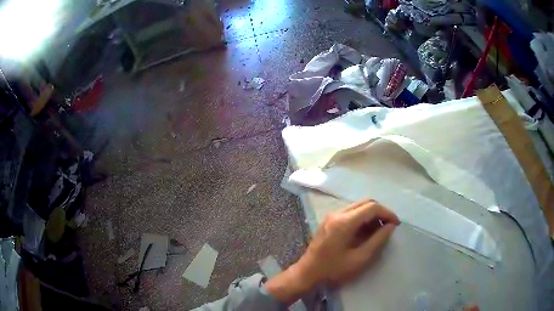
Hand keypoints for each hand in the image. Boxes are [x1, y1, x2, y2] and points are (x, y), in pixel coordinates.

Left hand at [265, 200, 399, 303]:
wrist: (307, 273)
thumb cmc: (333, 270)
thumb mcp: (359, 258)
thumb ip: (377, 240)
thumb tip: (390, 226)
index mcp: (344, 222)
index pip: (371, 207)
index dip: (387, 213)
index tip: (396, 224)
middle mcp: (337, 213)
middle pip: (365, 202)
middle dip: (380, 212)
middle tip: (388, 227)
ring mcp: (331, 216)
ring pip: (358, 206)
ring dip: (371, 215)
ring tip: (379, 231)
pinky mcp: (329, 220)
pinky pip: (350, 213)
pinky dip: (361, 218)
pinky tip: (366, 232)